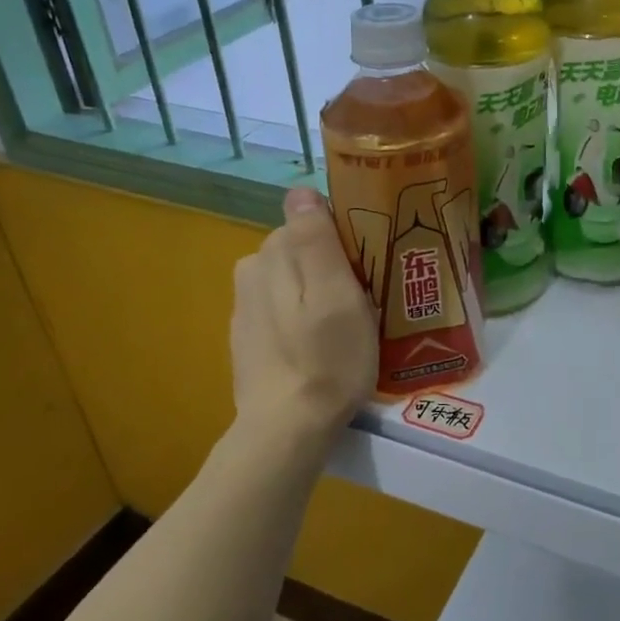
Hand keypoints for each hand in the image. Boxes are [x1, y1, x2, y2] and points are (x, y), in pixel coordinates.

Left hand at [231, 189, 377, 438]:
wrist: (287, 430)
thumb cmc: (325, 359)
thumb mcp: (336, 295)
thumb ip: (316, 239)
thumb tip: (301, 190)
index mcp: (272, 254)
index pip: (316, 222)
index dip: (349, 241)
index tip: (373, 270)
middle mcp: (251, 271)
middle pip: (305, 251)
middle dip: (336, 267)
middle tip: (369, 302)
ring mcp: (246, 307)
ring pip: (296, 281)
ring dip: (321, 293)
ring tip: (350, 327)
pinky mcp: (248, 337)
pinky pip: (285, 309)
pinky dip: (305, 317)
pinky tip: (322, 345)